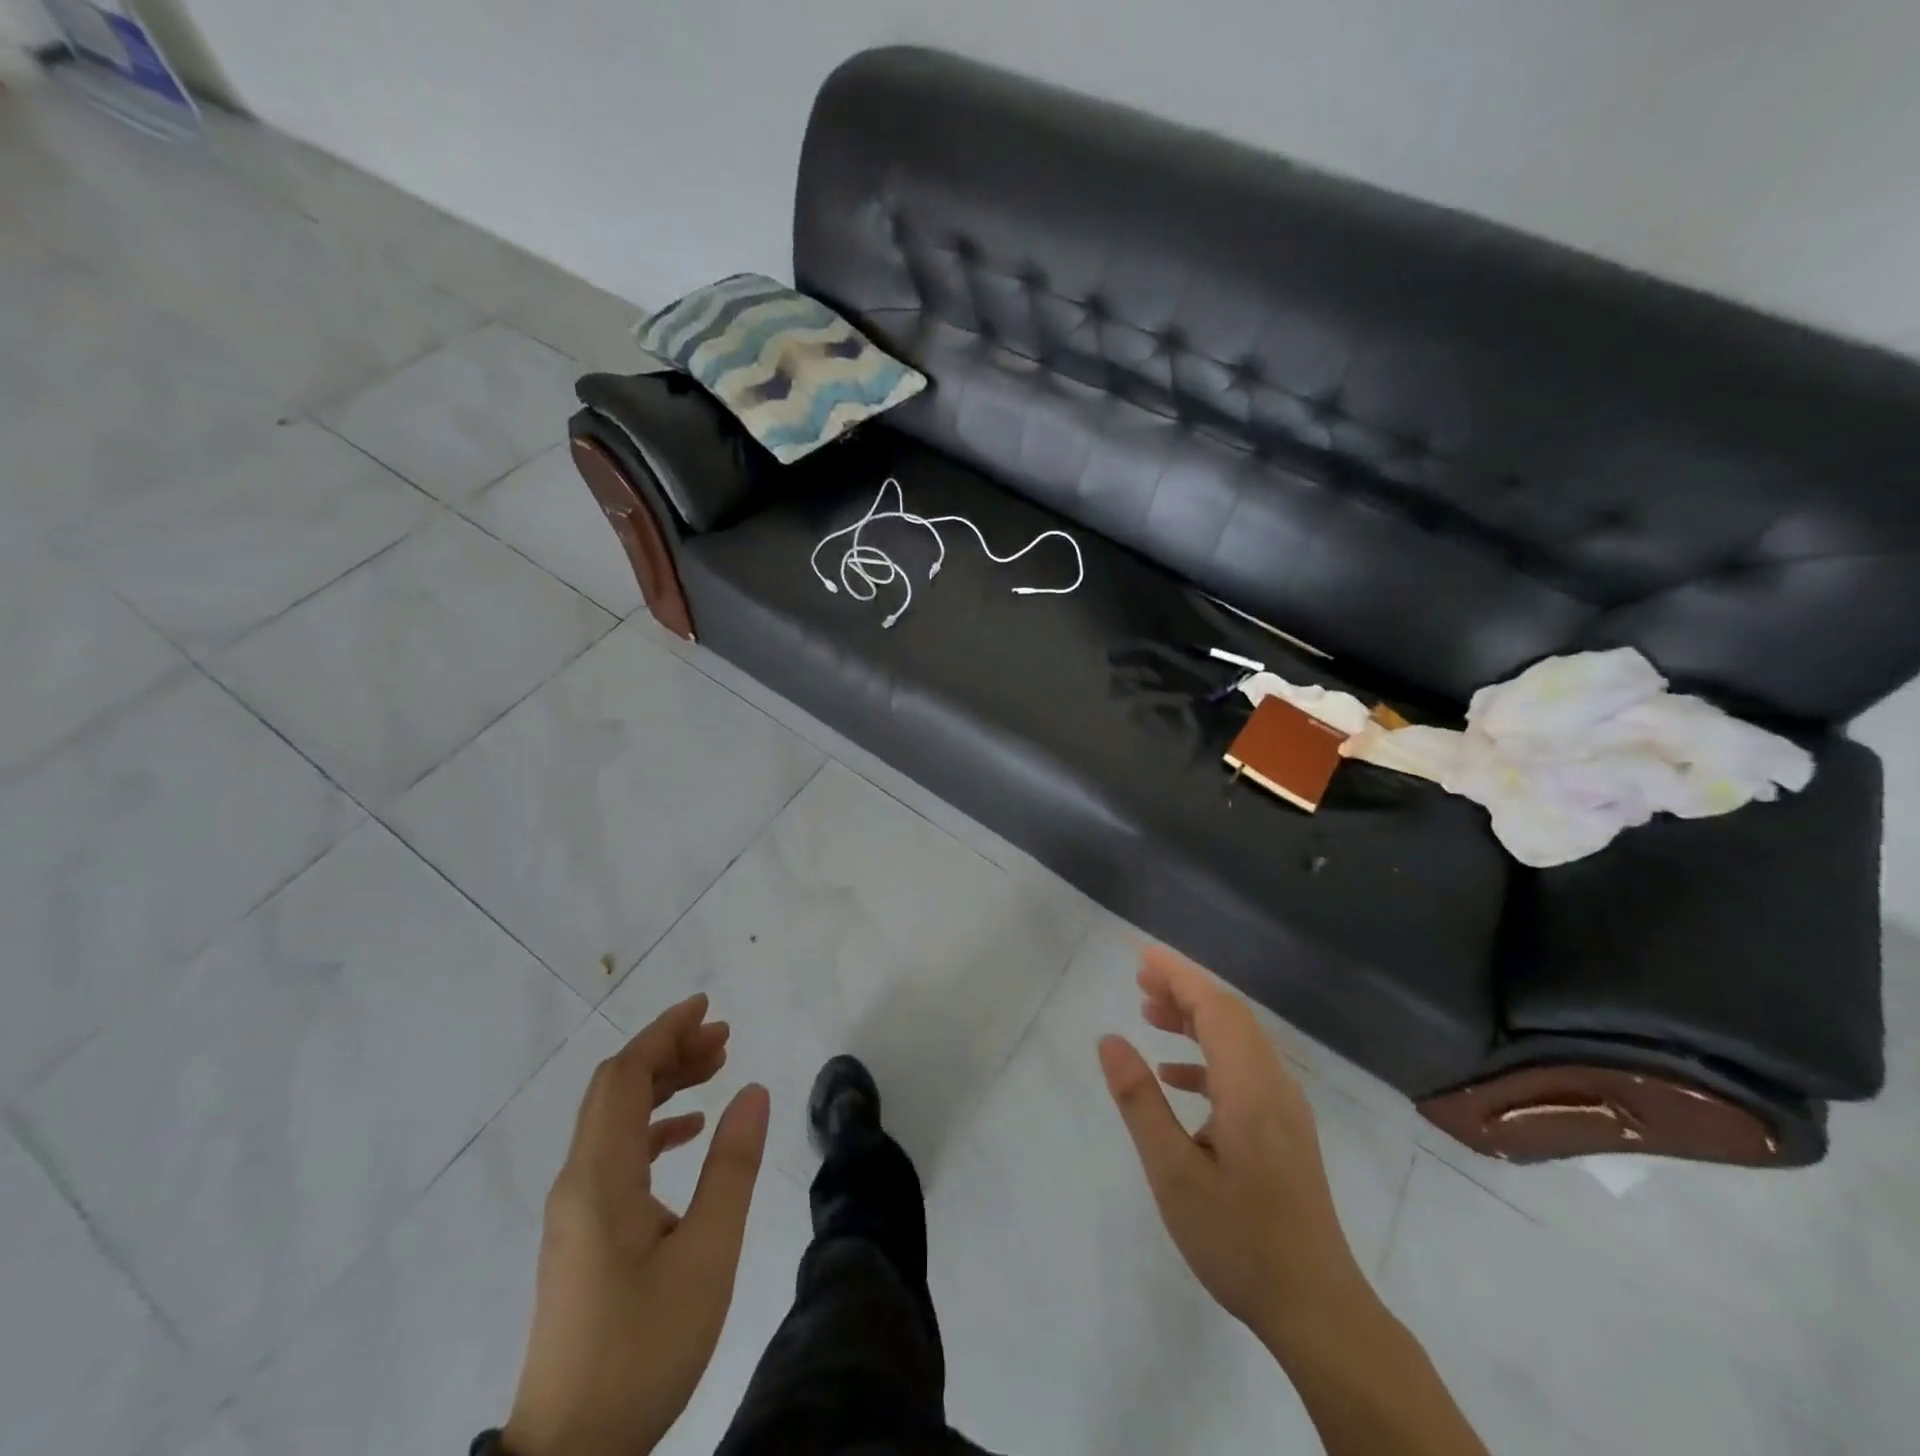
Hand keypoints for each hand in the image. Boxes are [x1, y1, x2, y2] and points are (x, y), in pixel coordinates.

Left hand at [504, 994, 769, 1455]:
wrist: (569, 1455)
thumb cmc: (642, 1349)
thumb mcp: (707, 1254)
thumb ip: (731, 1166)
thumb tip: (753, 1090)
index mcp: (600, 1177)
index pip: (625, 1076)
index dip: (664, 1032)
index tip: (707, 1008)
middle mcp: (578, 1182)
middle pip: (616, 1089)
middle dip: (668, 1052)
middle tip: (723, 1038)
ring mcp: (576, 1210)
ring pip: (615, 1119)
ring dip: (662, 1085)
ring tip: (715, 1069)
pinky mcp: (582, 1235)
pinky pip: (615, 1154)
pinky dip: (653, 1127)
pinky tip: (688, 1133)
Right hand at [1098, 946, 1365, 1346]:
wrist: (1317, 1309)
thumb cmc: (1239, 1239)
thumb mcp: (1173, 1172)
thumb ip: (1140, 1100)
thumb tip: (1110, 1040)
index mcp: (1250, 1086)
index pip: (1215, 1007)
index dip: (1179, 975)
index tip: (1142, 956)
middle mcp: (1274, 1084)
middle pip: (1229, 1015)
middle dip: (1185, 989)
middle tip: (1139, 980)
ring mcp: (1284, 1107)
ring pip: (1238, 1040)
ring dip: (1195, 1019)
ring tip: (1149, 1014)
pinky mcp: (1285, 1129)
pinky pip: (1244, 1069)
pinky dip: (1208, 1056)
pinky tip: (1175, 1075)